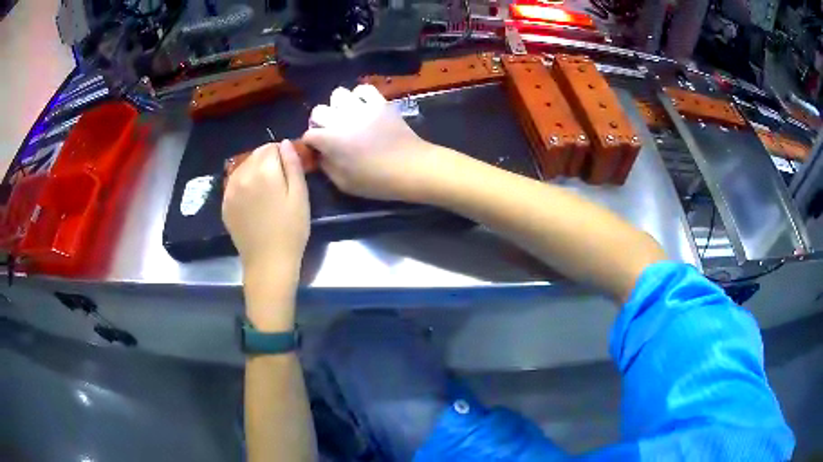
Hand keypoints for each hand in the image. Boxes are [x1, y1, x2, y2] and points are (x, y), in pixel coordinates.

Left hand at [222, 141, 309, 328]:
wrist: (268, 262)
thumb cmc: (291, 230)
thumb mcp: (300, 196)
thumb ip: (293, 165)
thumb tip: (284, 143)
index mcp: (263, 171)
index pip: (271, 147)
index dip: (282, 154)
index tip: (289, 168)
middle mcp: (242, 175)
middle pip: (255, 154)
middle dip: (267, 160)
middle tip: (279, 179)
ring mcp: (230, 190)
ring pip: (243, 167)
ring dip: (254, 170)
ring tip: (265, 189)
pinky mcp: (224, 204)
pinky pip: (234, 182)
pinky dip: (243, 183)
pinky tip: (252, 199)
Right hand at [303, 85, 453, 202]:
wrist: (412, 168)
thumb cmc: (377, 181)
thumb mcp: (345, 184)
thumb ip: (327, 167)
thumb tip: (321, 155)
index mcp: (331, 140)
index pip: (309, 134)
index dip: (311, 143)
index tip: (318, 149)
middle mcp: (342, 119)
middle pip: (318, 111)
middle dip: (319, 122)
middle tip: (330, 132)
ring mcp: (362, 107)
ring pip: (338, 94)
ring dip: (338, 105)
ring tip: (346, 116)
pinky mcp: (380, 102)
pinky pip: (364, 89)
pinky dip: (359, 96)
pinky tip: (362, 107)